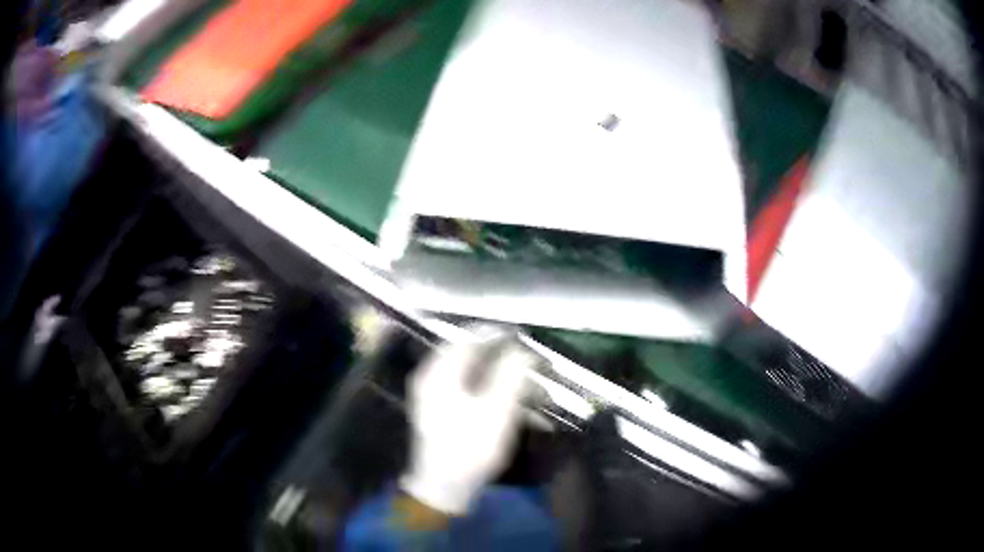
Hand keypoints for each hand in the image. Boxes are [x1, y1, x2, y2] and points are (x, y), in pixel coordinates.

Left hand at [400, 331, 535, 514]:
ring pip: (474, 376)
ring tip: (531, 389)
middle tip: (529, 360)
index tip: (521, 333)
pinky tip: (516, 407)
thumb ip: (511, 374)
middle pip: (471, 357)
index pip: (468, 339)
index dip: (496, 333)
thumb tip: (522, 350)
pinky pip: (472, 393)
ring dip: (504, 379)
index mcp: (439, 373)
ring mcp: (436, 397)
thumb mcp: (497, 409)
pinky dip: (495, 395)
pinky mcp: (444, 414)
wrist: (444, 487)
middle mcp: (433, 379)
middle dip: (504, 358)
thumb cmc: (470, 447)